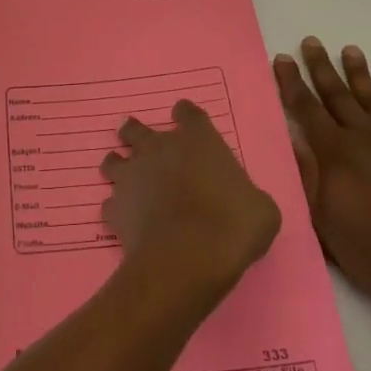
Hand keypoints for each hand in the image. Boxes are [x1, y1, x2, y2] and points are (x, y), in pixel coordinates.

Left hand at [101, 100, 281, 306]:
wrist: (188, 256)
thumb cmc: (233, 225)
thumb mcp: (260, 209)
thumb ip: (246, 195)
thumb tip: (243, 202)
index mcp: (197, 141)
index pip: (188, 114)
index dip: (185, 116)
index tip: (184, 118)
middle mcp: (158, 149)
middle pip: (137, 130)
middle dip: (135, 133)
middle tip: (135, 138)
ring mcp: (132, 176)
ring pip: (113, 161)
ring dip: (117, 165)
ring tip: (121, 174)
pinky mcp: (115, 207)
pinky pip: (110, 203)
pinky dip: (116, 209)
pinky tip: (124, 219)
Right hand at [275, 38, 370, 315]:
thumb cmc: (360, 245)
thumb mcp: (318, 213)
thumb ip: (306, 172)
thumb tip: (295, 137)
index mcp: (333, 151)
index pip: (306, 108)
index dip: (291, 82)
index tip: (282, 59)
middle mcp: (362, 138)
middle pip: (337, 95)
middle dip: (321, 67)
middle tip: (311, 42)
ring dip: (359, 74)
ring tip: (350, 50)